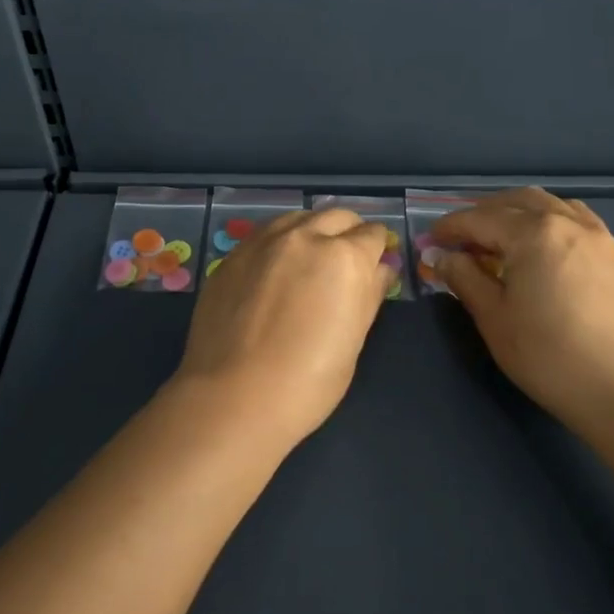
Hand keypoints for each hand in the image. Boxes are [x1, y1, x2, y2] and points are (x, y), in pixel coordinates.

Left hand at [170, 208, 395, 449]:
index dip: (379, 248)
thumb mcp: (354, 340)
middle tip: (346, 260)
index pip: (373, 235)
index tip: (376, 262)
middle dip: (349, 232)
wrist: (233, 396)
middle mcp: (306, 236)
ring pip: (300, 217)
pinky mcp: (234, 253)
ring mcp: (265, 241)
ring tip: (310, 259)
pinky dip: (281, 241)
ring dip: (313, 230)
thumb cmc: (308, 381)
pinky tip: (276, 267)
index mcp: (345, 257)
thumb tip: (380, 269)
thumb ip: (369, 294)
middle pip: (337, 217)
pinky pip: (266, 233)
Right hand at [433, 189, 613, 427]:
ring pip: (553, 206)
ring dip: (521, 212)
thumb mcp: (494, 319)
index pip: (480, 218)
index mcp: (534, 233)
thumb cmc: (551, 357)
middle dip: (485, 212)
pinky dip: (552, 224)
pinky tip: (547, 251)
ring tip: (504, 238)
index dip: (450, 227)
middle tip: (463, 237)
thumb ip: (465, 279)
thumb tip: (444, 257)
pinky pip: (579, 223)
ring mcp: (601, 238)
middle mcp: (568, 223)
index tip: (431, 240)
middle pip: (518, 201)